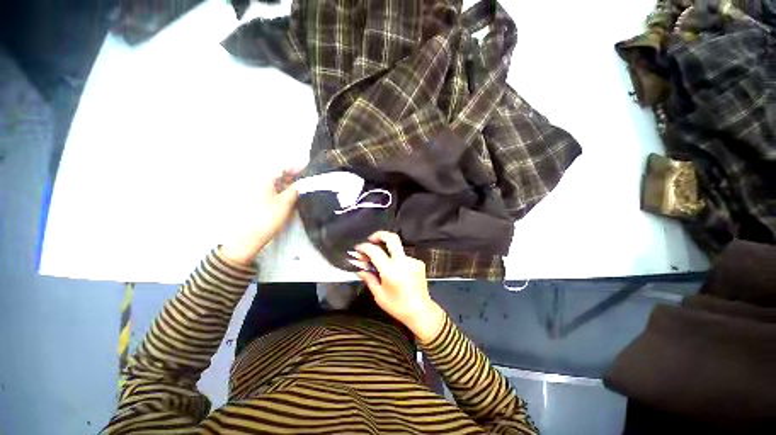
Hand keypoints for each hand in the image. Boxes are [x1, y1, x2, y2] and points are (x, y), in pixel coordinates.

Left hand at [220, 169, 298, 265]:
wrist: (249, 236)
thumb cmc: (268, 217)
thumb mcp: (286, 202)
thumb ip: (296, 189)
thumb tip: (305, 180)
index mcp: (264, 179)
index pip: (282, 167)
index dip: (296, 168)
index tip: (309, 172)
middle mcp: (259, 182)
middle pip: (278, 174)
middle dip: (293, 177)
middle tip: (307, 183)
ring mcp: (257, 191)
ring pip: (276, 183)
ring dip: (289, 185)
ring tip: (301, 190)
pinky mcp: (258, 200)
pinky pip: (273, 191)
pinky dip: (283, 191)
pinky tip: (290, 197)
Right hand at [353, 231, 444, 342]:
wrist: (421, 311)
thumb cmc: (397, 306)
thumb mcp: (379, 295)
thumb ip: (369, 278)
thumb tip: (359, 268)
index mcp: (391, 272)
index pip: (375, 251)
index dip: (364, 247)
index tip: (358, 248)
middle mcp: (404, 262)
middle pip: (392, 238)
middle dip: (379, 234)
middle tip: (371, 239)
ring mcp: (413, 261)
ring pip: (397, 248)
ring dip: (387, 250)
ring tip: (382, 262)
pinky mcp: (419, 263)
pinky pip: (403, 256)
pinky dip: (396, 259)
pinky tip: (395, 270)